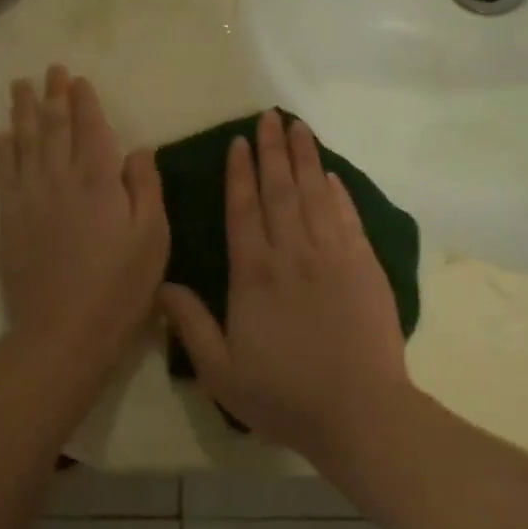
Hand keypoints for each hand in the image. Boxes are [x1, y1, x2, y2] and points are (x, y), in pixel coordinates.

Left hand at [0, 66, 168, 373]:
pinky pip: (4, 174)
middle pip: (54, 127)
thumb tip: (138, 148)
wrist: (63, 331)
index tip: (77, 79)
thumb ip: (146, 187)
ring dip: (24, 112)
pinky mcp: (9, 219)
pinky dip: (4, 151)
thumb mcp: (153, 237)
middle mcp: (59, 179)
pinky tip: (3, 135)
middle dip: (53, 96)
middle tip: (48, 70)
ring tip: (20, 87)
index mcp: (98, 180)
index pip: (89, 128)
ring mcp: (29, 198)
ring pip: (25, 143)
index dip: (84, 101)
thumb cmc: (119, 287)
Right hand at [158, 111, 409, 459]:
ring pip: (314, 195)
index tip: (238, 142)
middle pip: (280, 190)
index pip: (244, 210)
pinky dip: (338, 193)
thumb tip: (162, 285)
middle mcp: (292, 253)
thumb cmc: (285, 395)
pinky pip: (348, 218)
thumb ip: (191, 325)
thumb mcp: (221, 371)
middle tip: (268, 116)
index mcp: (254, 274)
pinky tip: (331, 175)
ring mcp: (333, 256)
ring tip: (298, 128)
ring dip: (305, 159)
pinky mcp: (365, 266)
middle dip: (272, 150)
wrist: (360, 412)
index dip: (239, 174)